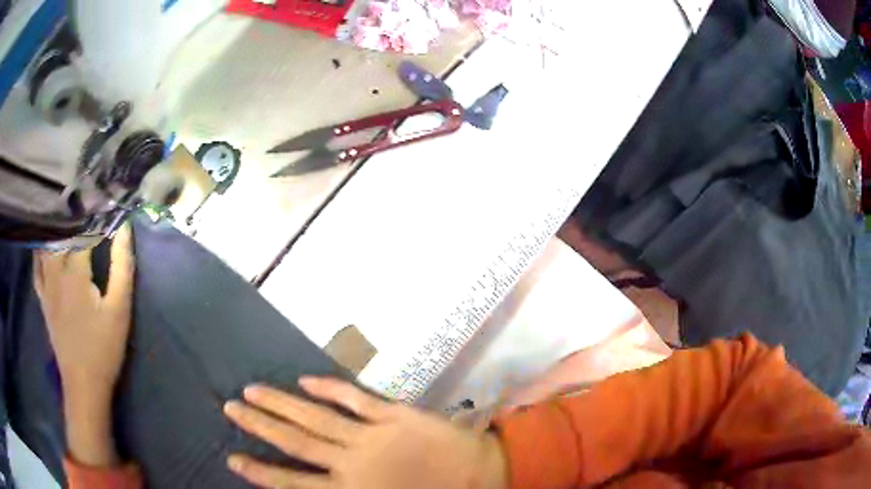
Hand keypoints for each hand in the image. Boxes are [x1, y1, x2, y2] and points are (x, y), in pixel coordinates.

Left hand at [34, 225, 134, 466]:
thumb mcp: (119, 310)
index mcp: (75, 270)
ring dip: (56, 226)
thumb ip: (121, 267)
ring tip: (66, 214)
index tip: (109, 201)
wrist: (83, 383)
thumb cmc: (103, 348)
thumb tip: (124, 229)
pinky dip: (40, 249)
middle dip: (76, 213)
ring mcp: (46, 283)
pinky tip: (45, 243)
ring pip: (47, 243)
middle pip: (62, 230)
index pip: (84, 228)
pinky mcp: (42, 297)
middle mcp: (56, 270)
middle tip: (88, 202)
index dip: (97, 212)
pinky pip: (37, 266)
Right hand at [224, 378, 507, 488]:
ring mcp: (371, 437)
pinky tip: (305, 380)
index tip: (233, 457)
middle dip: (261, 426)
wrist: (480, 476)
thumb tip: (316, 487)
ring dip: (282, 404)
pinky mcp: (393, 416)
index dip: (262, 471)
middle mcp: (352, 464)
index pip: (294, 483)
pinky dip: (329, 389)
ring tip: (252, 391)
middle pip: (295, 443)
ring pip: (315, 418)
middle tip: (231, 407)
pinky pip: (354, 400)